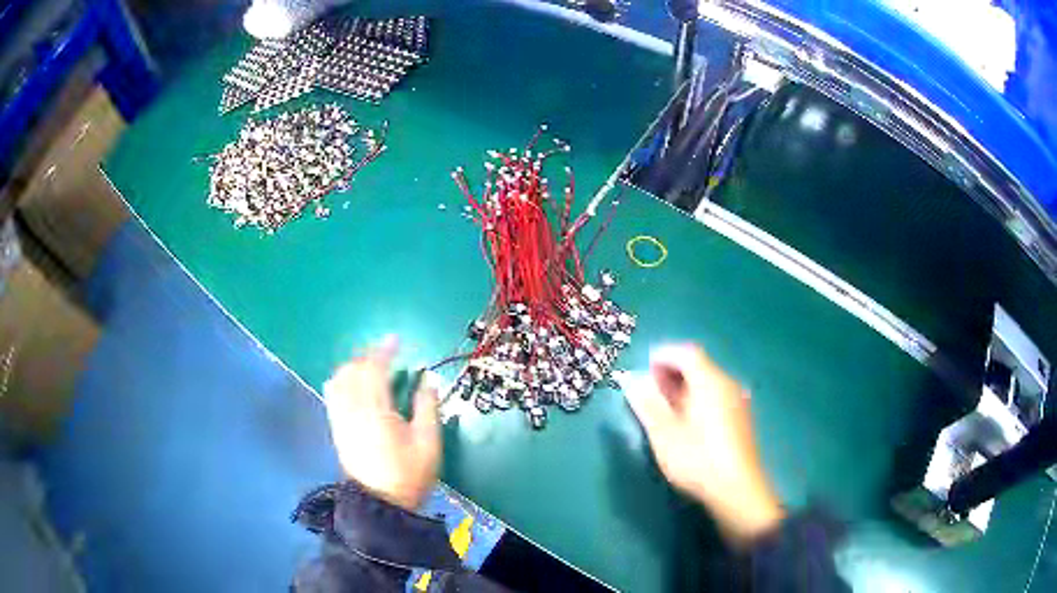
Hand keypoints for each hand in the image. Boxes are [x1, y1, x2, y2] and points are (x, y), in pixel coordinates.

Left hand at [323, 337, 440, 510]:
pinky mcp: (337, 429)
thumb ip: (427, 407)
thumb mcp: (428, 443)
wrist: (380, 505)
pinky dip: (341, 380)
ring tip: (369, 365)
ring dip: (352, 365)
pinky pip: (332, 394)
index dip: (384, 351)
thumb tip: (427, 380)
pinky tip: (352, 383)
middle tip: (385, 352)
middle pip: (352, 370)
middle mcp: (353, 410)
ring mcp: (341, 419)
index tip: (395, 340)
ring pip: (338, 380)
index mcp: (376, 411)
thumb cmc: (408, 475)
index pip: (374, 369)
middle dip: (367, 355)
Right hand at [618, 344, 784, 545]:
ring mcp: (738, 401)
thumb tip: (631, 380)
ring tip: (665, 405)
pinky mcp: (741, 418)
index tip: (644, 367)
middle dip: (673, 370)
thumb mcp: (664, 434)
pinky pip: (717, 395)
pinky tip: (688, 419)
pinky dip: (698, 397)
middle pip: (699, 364)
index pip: (687, 352)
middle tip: (650, 387)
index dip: (664, 355)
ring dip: (685, 385)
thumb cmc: (697, 459)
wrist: (737, 489)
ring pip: (709, 381)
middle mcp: (727, 384)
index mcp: (709, 382)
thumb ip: (647, 403)